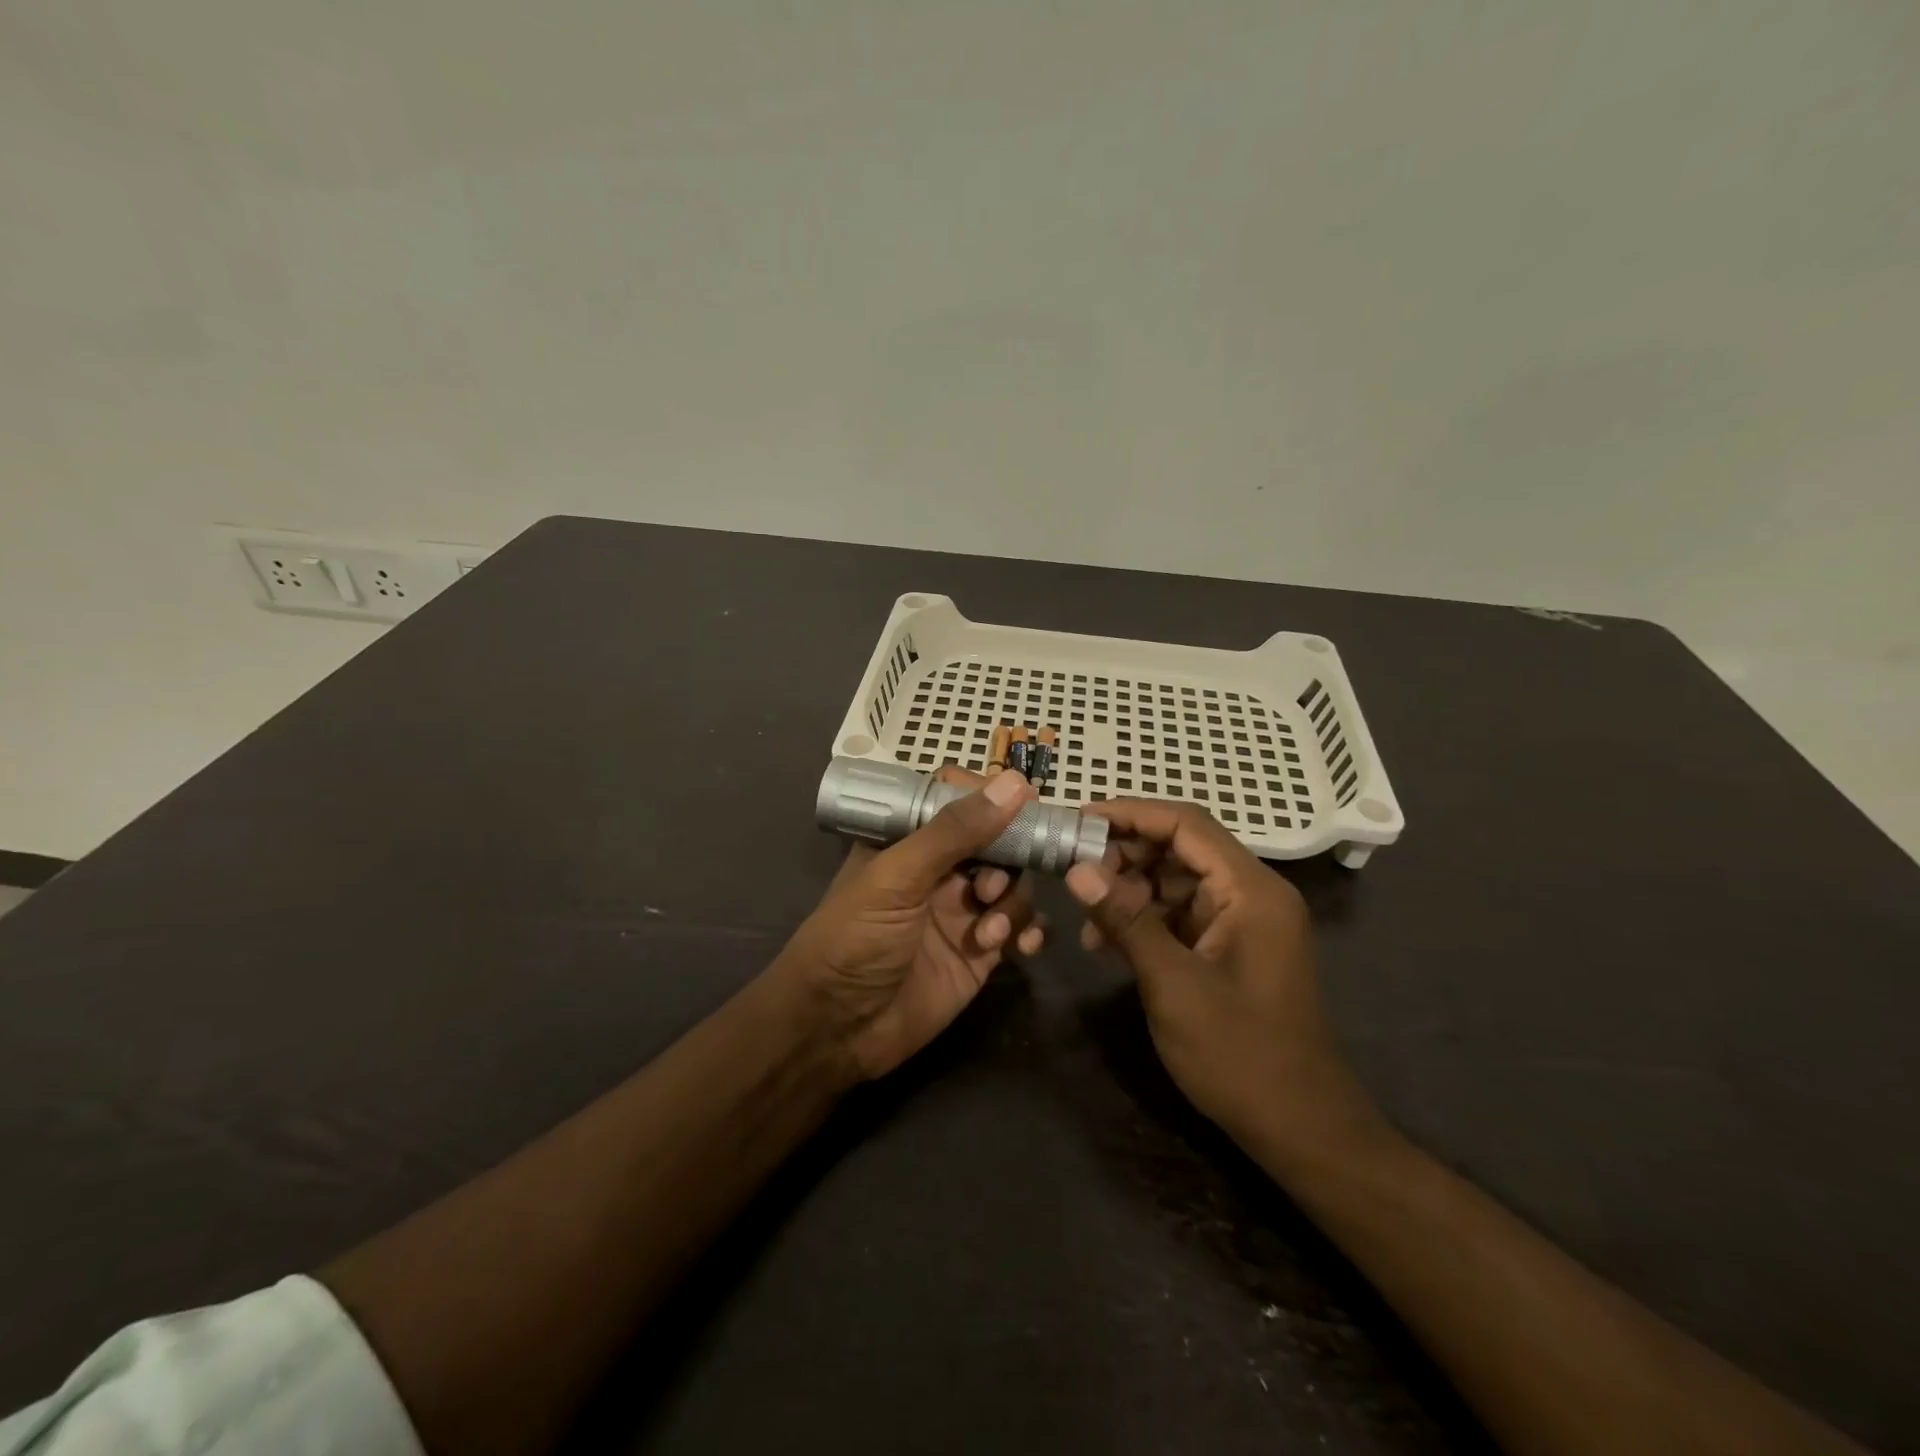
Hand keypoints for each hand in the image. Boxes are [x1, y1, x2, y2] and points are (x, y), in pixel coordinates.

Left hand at [781, 768, 1046, 1080]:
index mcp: (909, 839)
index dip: (991, 798)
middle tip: (990, 888)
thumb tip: (1014, 783)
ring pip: (1014, 883)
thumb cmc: (854, 940)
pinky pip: (1021, 926)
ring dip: (1013, 901)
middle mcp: (940, 869)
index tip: (1023, 802)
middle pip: (996, 840)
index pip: (958, 799)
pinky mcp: (981, 951)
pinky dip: (1029, 931)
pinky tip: (1020, 948)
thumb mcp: (897, 878)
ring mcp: (963, 910)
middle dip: (1008, 858)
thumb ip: (953, 832)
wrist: (837, 1030)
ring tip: (989, 931)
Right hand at [1065, 800, 1382, 1162]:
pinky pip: (1181, 914)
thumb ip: (1126, 919)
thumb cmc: (1240, 1055)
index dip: (1130, 814)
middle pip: (1181, 848)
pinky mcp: (1230, 948)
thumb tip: (1077, 868)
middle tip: (1074, 870)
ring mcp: (1242, 922)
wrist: (1300, 1128)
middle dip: (1125, 854)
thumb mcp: (1173, 984)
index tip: (1078, 819)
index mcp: (1251, 890)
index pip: (1186, 825)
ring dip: (1129, 890)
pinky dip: (1144, 919)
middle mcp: (1251, 894)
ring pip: (1176, 881)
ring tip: (1085, 915)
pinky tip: (1106, 942)